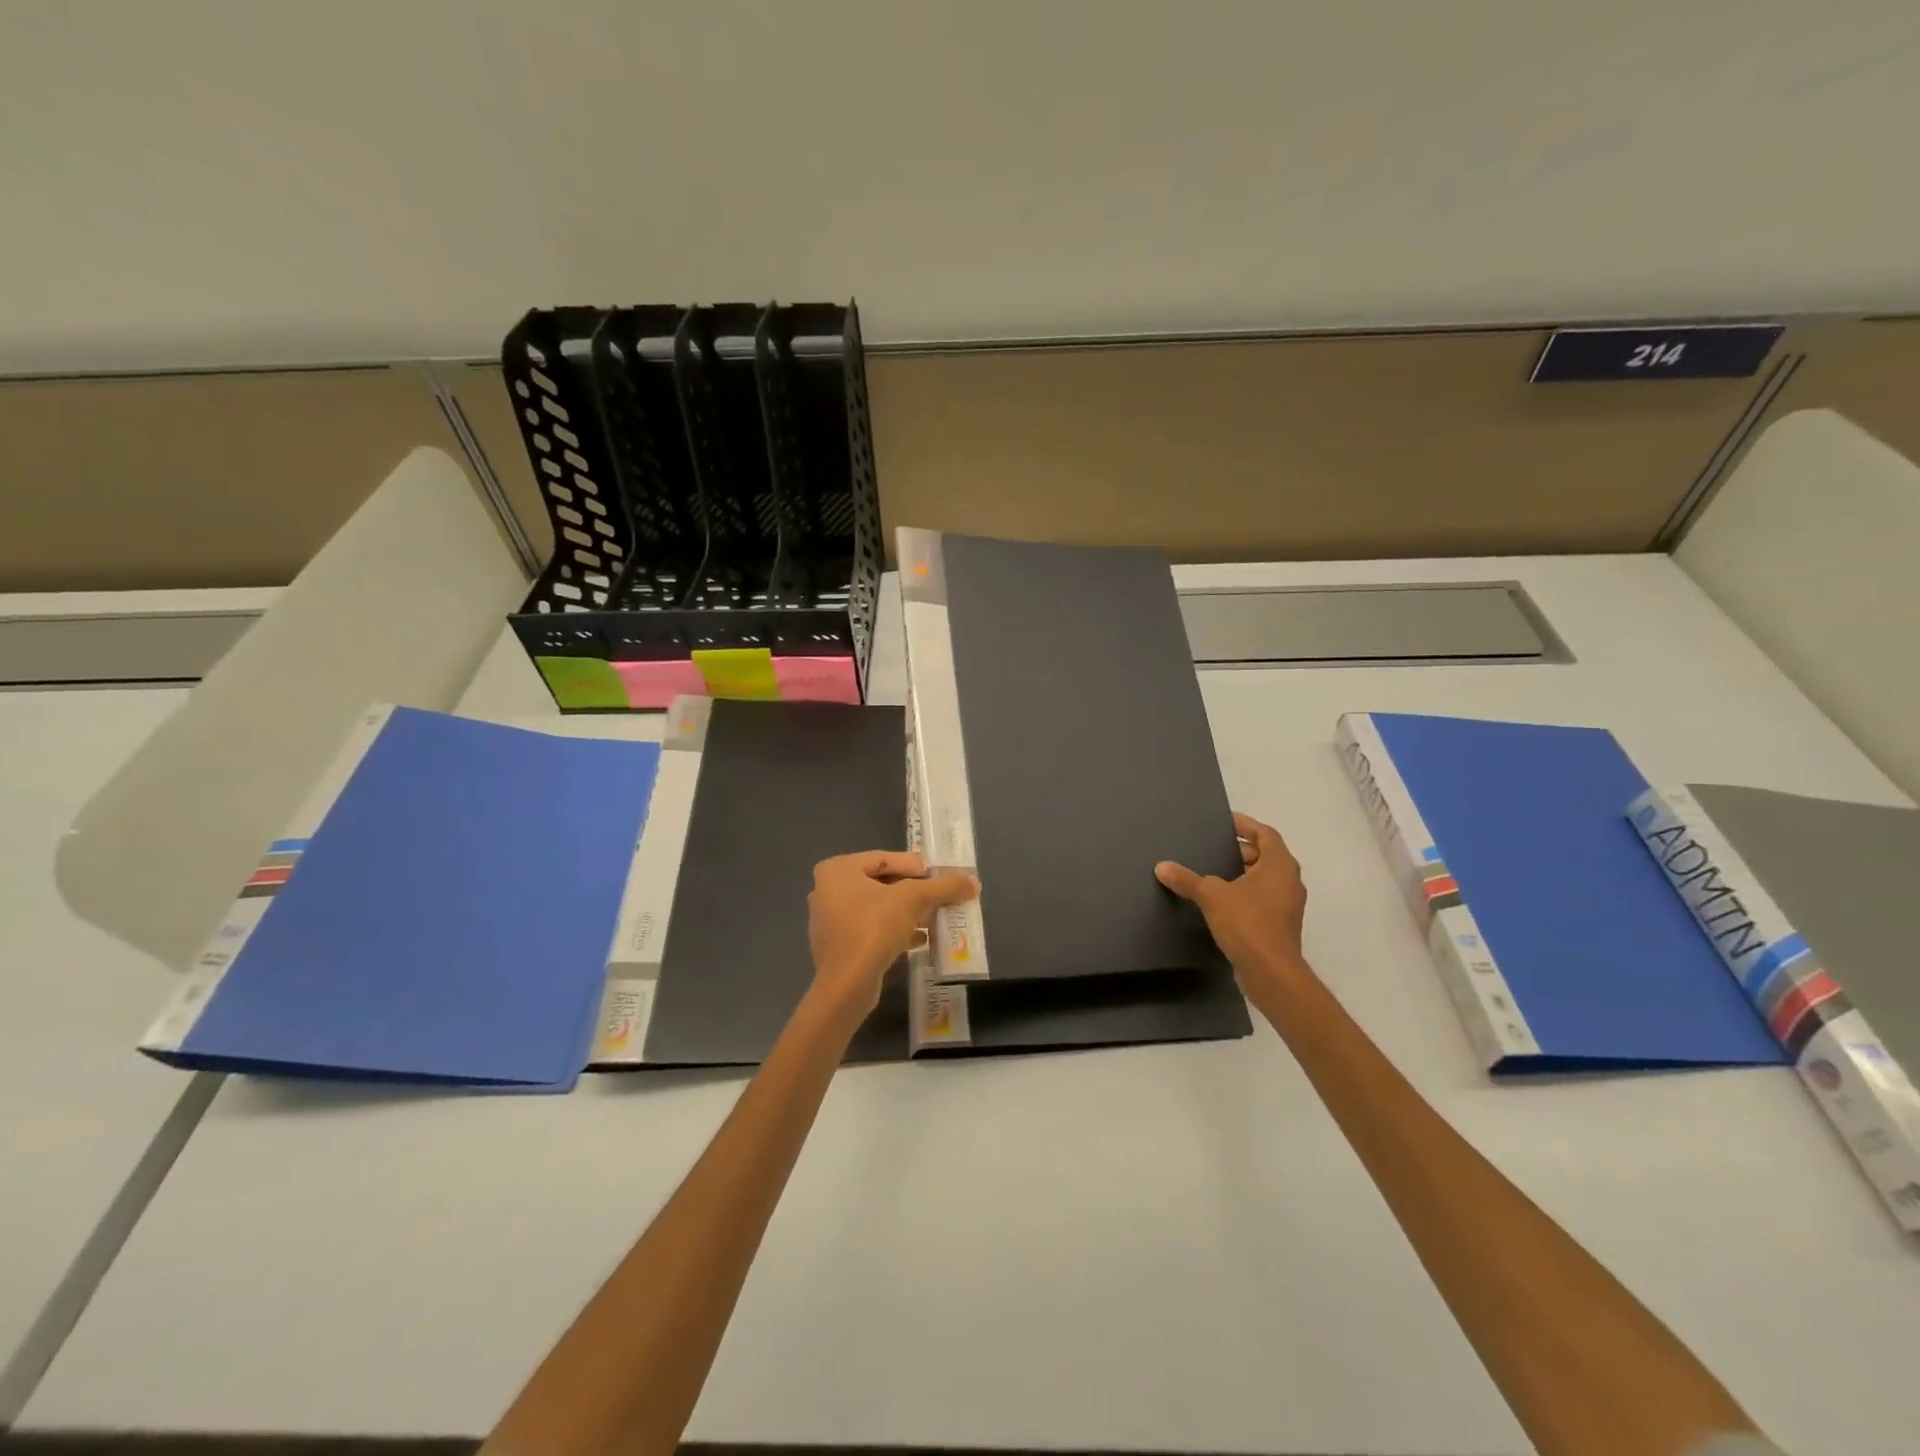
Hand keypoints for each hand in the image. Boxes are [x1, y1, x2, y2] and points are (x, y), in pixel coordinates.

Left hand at [807, 851, 977, 1015]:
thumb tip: (973, 882)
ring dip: (905, 912)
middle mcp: (826, 890)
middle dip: (912, 890)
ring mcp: (829, 921)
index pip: (884, 858)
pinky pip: (870, 929)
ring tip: (933, 917)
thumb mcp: (915, 899)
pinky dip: (893, 930)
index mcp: (837, 870)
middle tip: (937, 895)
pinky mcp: (837, 947)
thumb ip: (944, 887)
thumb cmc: (874, 928)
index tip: (937, 875)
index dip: (914, 865)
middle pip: (880, 883)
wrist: (847, 985)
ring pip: (876, 908)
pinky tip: (920, 940)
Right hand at [1155, 812, 1307, 984]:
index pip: (1266, 834)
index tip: (1225, 821)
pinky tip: (1220, 902)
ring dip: (1243, 873)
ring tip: (1214, 872)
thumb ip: (1187, 879)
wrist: (1271, 972)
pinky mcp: (1280, 926)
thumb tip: (1162, 867)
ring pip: (1265, 880)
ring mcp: (1287, 906)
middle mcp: (1289, 882)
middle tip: (1215, 848)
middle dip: (1241, 850)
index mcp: (1279, 866)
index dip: (1246, 825)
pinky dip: (1245, 894)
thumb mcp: (1211, 895)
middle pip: (1266, 856)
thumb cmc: (1247, 923)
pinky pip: (1262, 899)